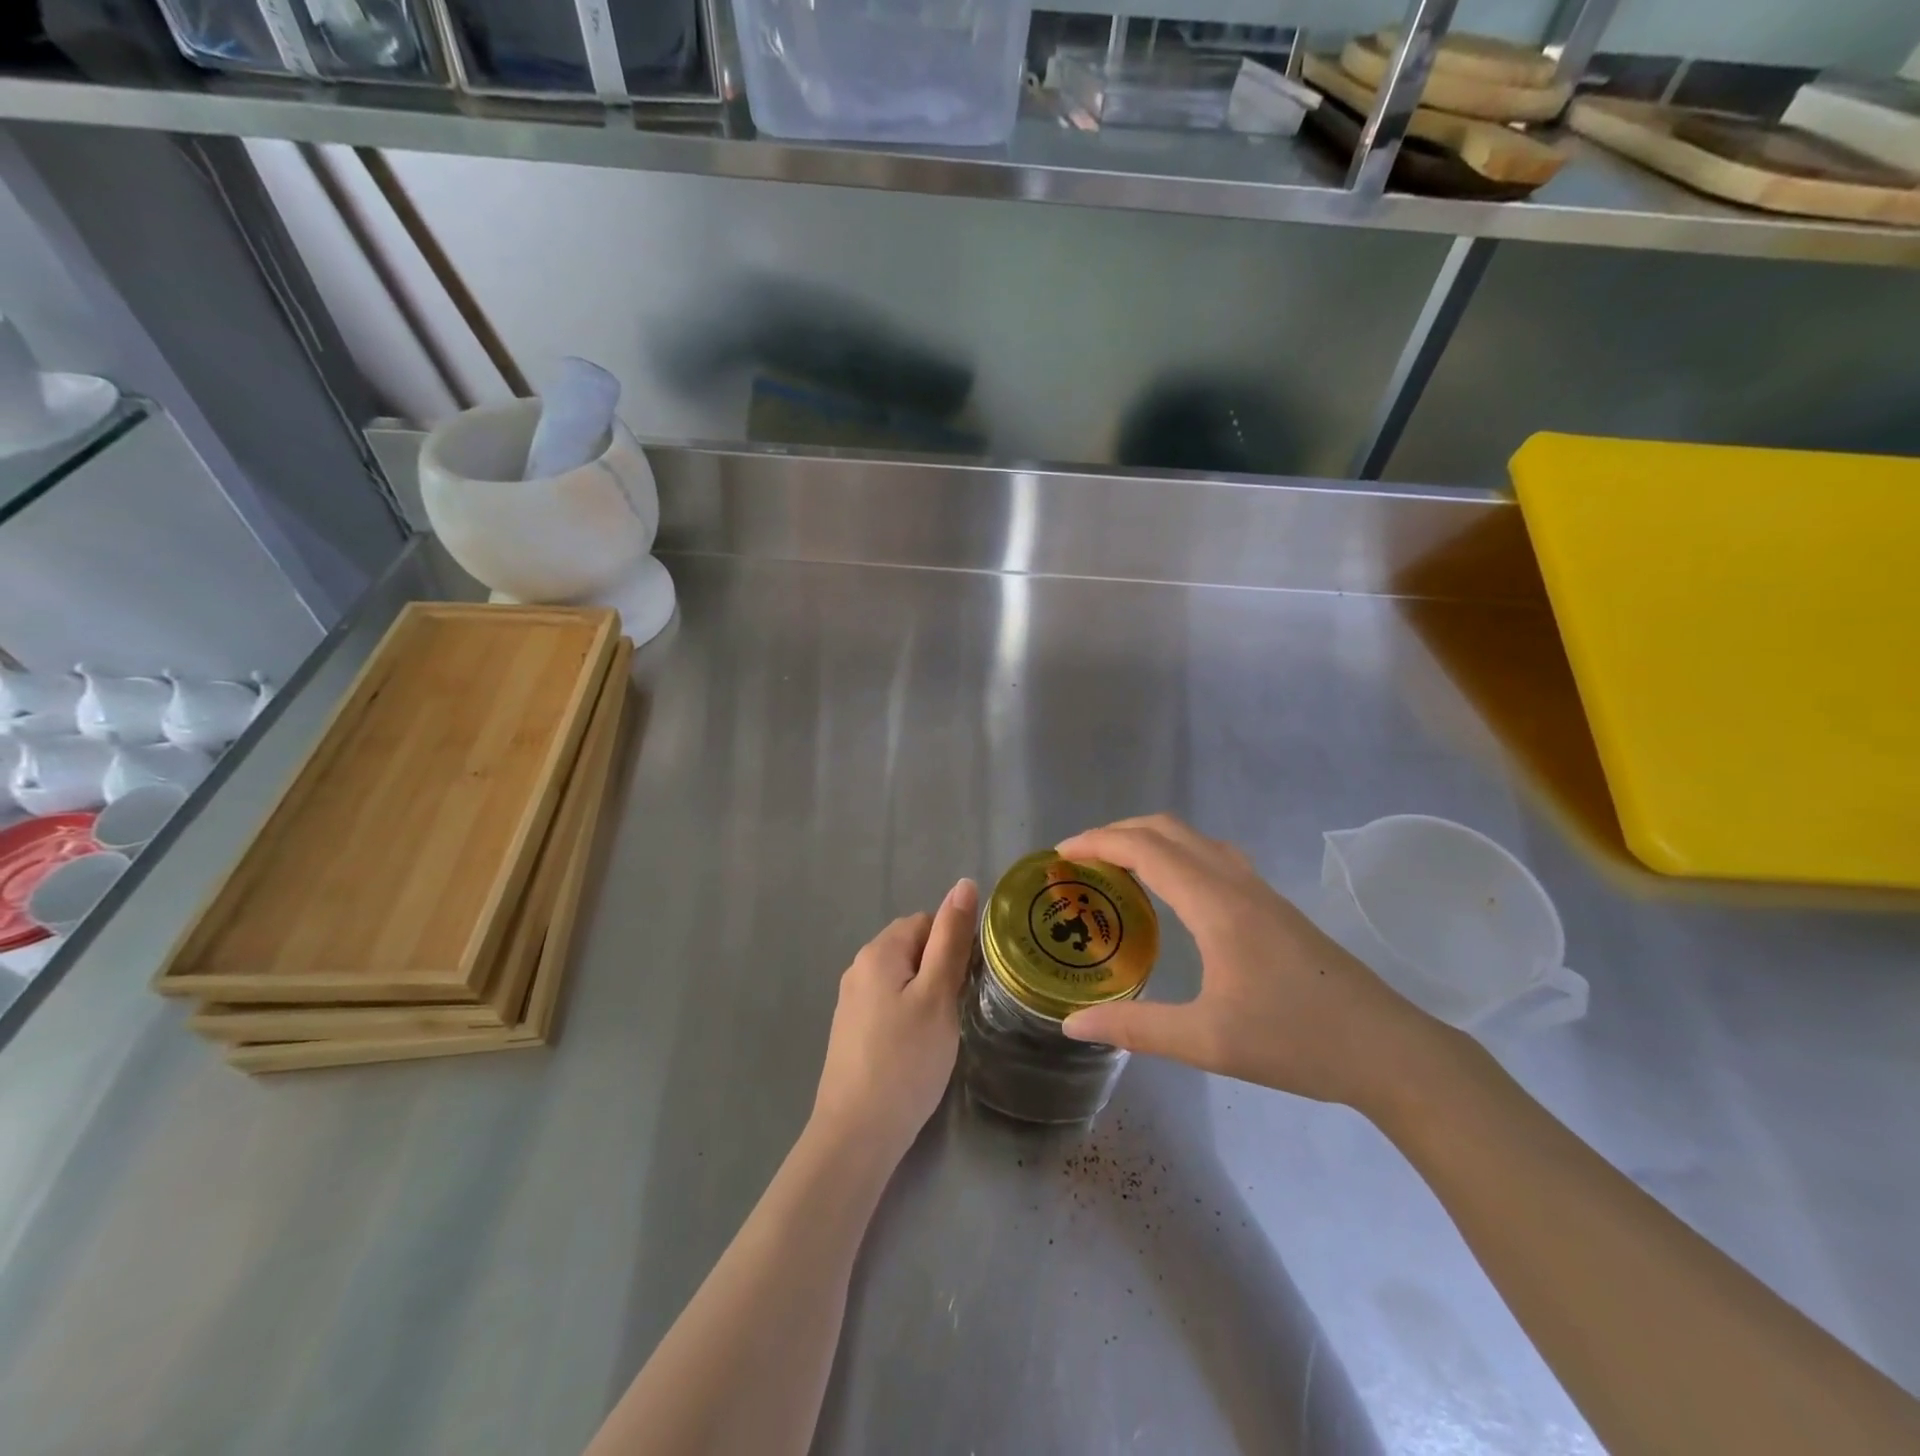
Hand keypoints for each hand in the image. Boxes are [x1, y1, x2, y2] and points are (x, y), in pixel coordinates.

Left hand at [811, 878, 978, 1163]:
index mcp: (879, 950)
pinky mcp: (851, 1030)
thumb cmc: (906, 1060)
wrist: (857, 1134)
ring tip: (938, 1033)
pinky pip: (889, 1004)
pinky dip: (908, 1016)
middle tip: (955, 1011)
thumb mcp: (938, 995)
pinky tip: (916, 1049)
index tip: (965, 985)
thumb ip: (952, 939)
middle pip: (913, 948)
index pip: (928, 922)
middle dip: (939, 971)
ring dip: (926, 995)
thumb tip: (963, 883)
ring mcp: (851, 1000)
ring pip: (903, 978)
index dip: (953, 948)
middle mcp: (859, 967)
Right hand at [1056, 815, 1450, 1111]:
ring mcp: (1259, 890)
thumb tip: (1072, 1026)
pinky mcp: (1272, 905)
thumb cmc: (1296, 1041)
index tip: (1061, 855)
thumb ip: (1136, 1028)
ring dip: (1149, 840)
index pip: (1145, 849)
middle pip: (1167, 829)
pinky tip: (1172, 891)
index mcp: (1215, 904)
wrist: (1388, 1049)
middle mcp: (1235, 882)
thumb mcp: (1207, 1042)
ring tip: (1117, 868)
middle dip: (1117, 832)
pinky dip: (1175, 854)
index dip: (1097, 843)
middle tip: (1080, 859)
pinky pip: (1211, 856)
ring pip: (1193, 839)